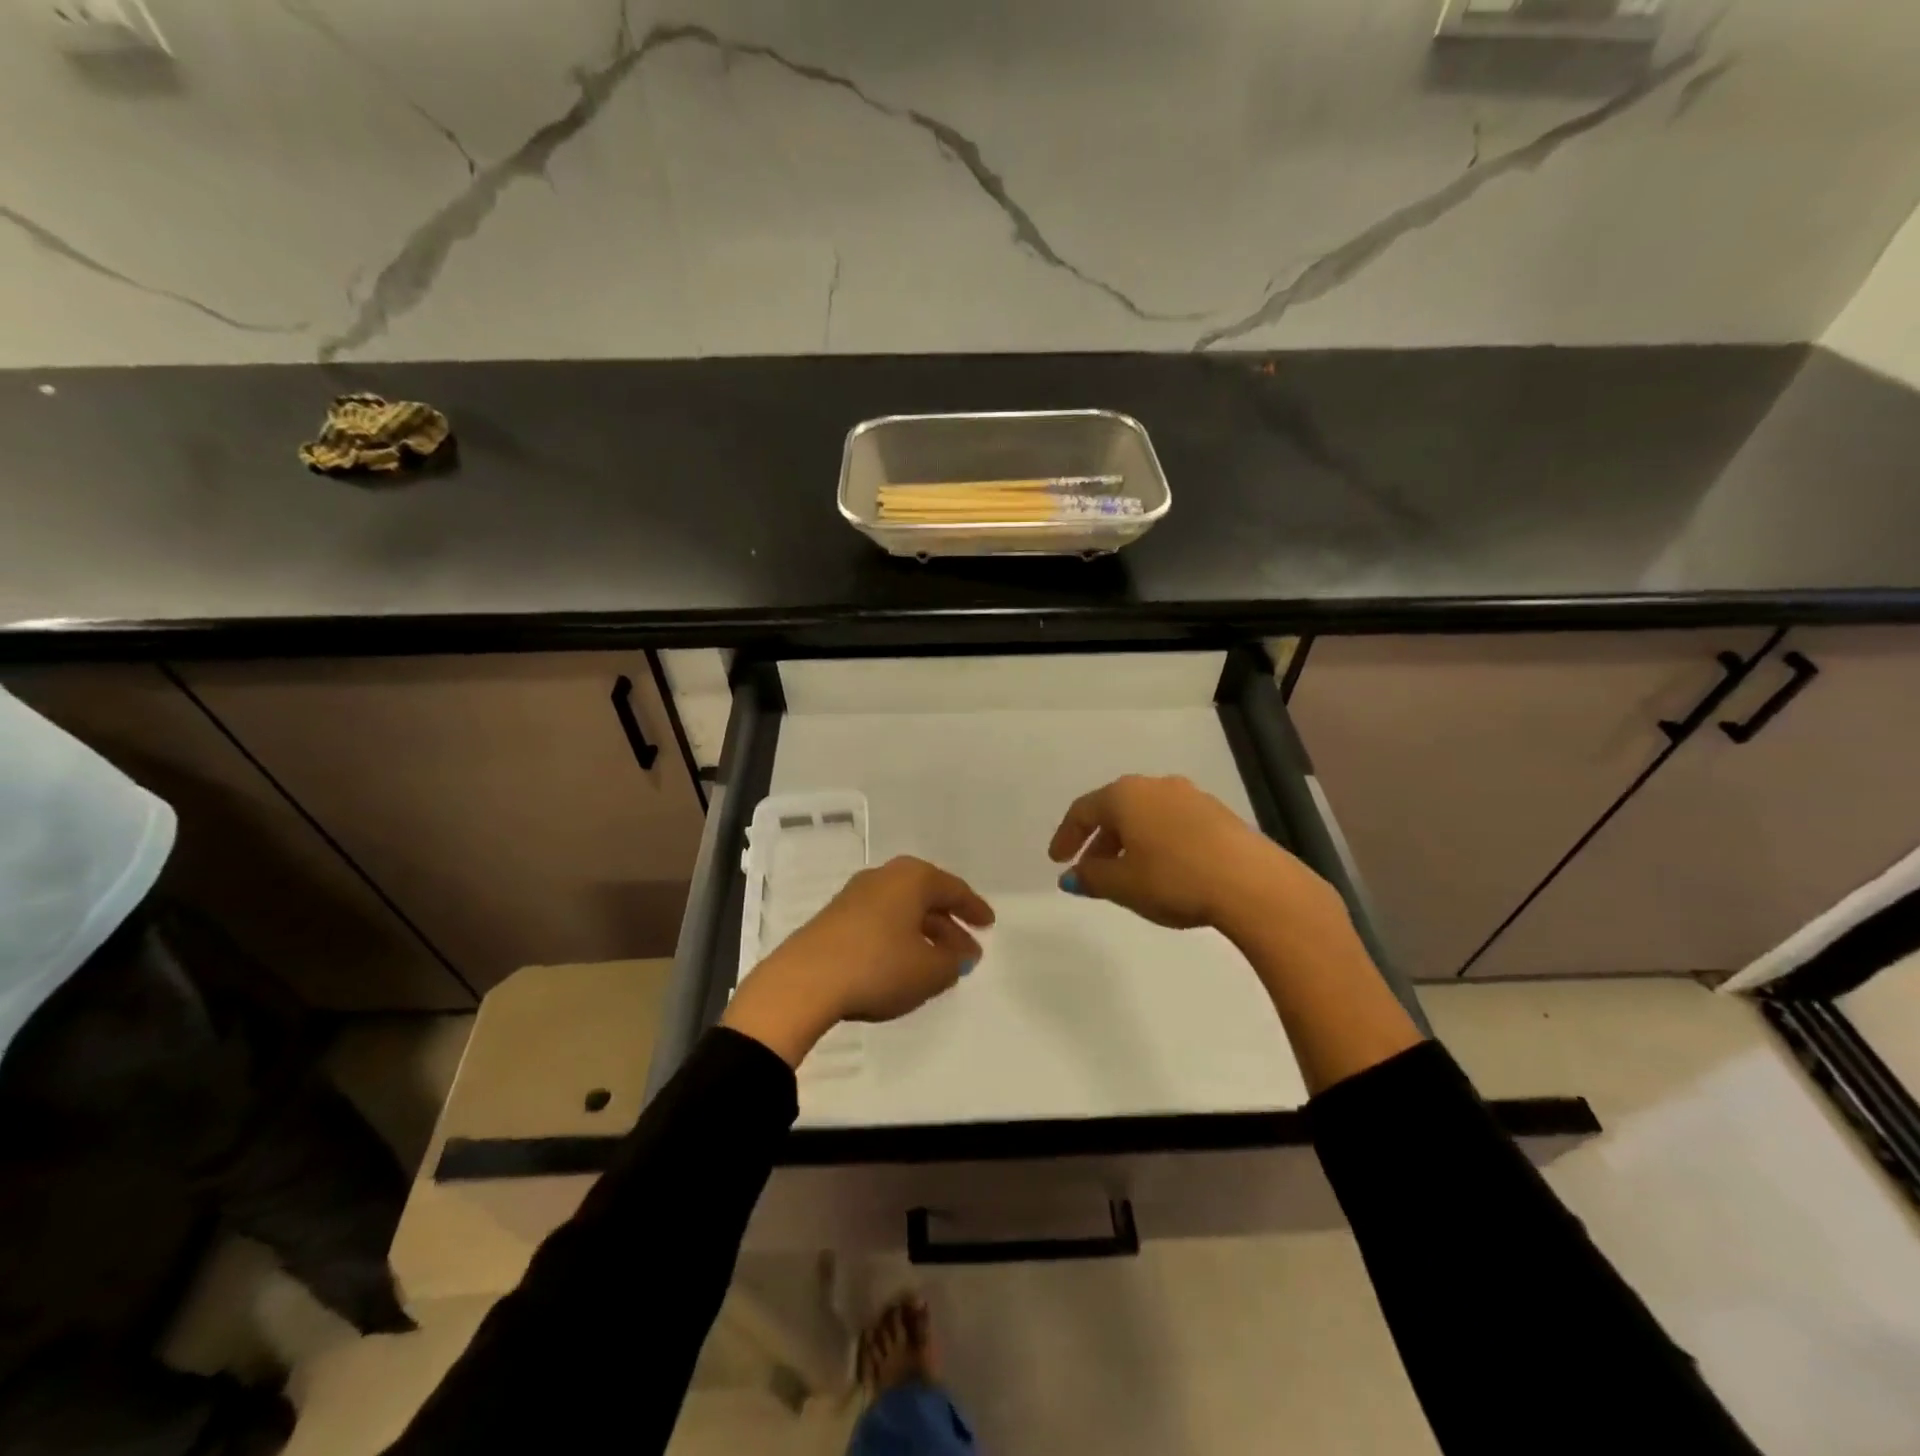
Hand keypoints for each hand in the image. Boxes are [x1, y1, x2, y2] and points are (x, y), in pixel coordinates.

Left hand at [722, 857, 994, 1066]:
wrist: (805, 981)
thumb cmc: (878, 967)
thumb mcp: (929, 971)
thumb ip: (952, 962)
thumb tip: (958, 955)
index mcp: (912, 878)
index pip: (953, 889)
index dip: (974, 908)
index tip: (989, 924)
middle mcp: (884, 877)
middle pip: (926, 898)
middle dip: (948, 925)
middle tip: (967, 951)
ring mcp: (855, 896)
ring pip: (901, 911)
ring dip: (923, 935)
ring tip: (937, 964)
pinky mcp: (834, 918)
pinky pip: (880, 922)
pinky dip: (898, 940)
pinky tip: (902, 965)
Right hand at [1047, 775, 1346, 942]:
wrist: (1251, 883)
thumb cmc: (1174, 878)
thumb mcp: (1123, 885)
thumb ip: (1091, 877)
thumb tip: (1072, 876)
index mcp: (1125, 795)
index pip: (1083, 810)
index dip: (1066, 836)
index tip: (1057, 860)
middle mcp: (1155, 786)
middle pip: (1115, 810)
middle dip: (1099, 841)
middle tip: (1090, 870)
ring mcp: (1190, 796)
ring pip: (1146, 816)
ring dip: (1129, 842)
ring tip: (1127, 873)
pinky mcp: (1217, 813)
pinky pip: (1172, 823)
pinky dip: (1157, 842)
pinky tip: (1163, 869)